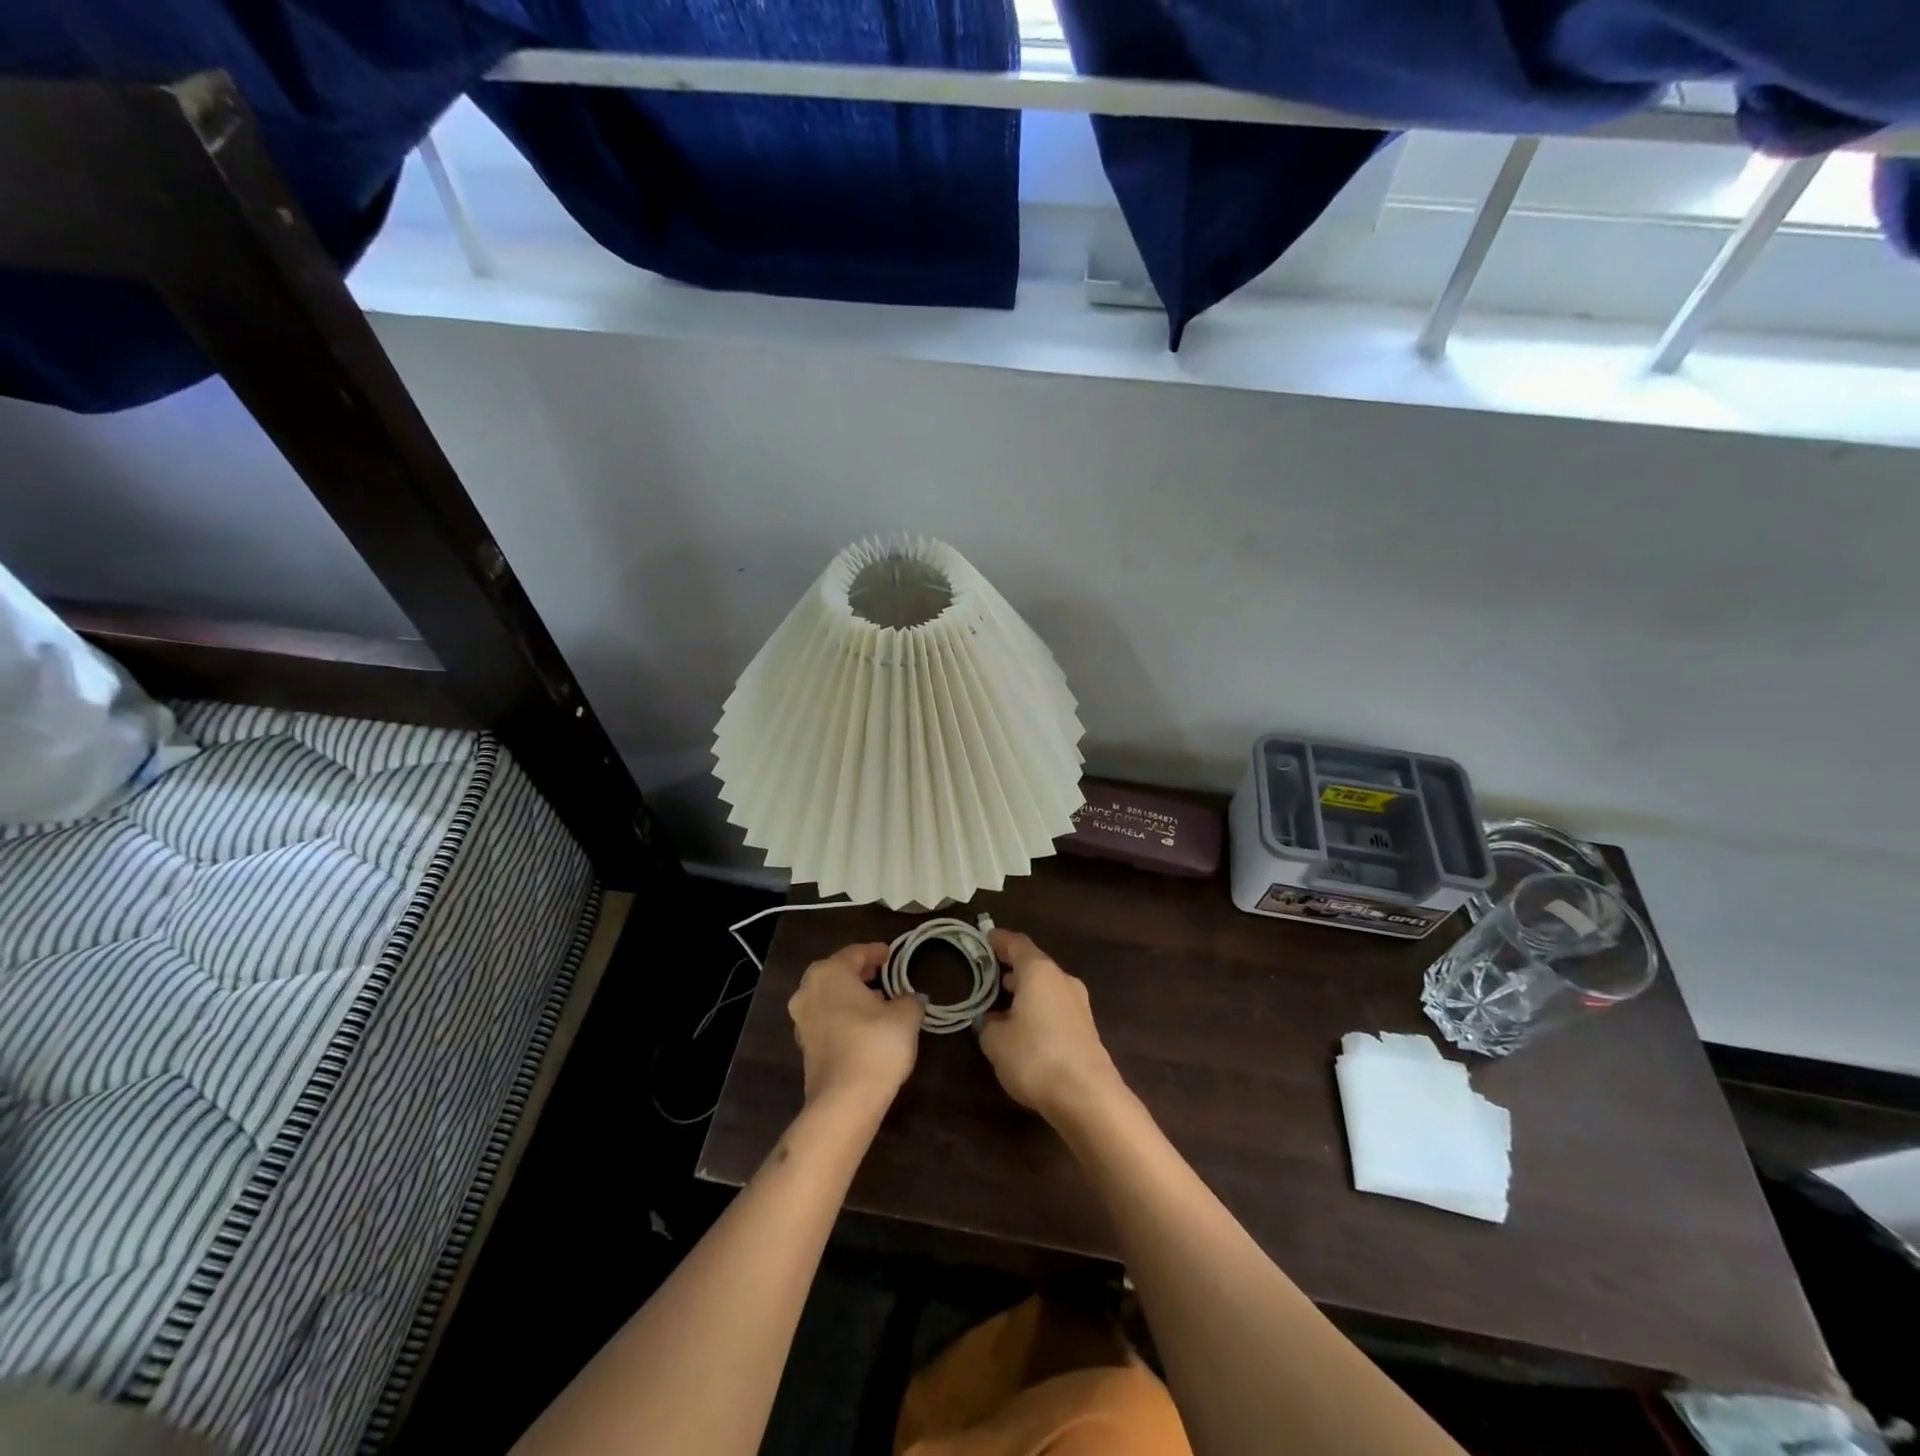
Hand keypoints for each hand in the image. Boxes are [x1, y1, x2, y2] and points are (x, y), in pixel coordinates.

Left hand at [787, 942, 923, 1110]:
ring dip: (853, 997)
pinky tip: (866, 1027)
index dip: (877, 952)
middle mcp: (808, 991)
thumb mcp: (905, 1016)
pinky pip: (827, 1020)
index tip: (893, 954)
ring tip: (881, 1002)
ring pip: (831, 997)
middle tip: (887, 975)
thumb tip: (911, 997)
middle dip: (863, 974)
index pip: (856, 953)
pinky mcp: (804, 1047)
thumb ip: (910, 999)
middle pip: (838, 973)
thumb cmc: (875, 1045)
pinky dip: (845, 1017)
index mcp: (829, 973)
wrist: (844, 1102)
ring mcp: (802, 1020)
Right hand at [977, 930, 1125, 1125]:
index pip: (1016, 943)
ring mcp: (1078, 1002)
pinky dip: (1038, 1007)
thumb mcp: (996, 1041)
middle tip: (987, 974)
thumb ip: (987, 1023)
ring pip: (1046, 985)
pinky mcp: (1085, 1026)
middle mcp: (1061, 979)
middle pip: (1033, 963)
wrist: (1087, 1096)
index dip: (998, 940)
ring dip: (1025, 989)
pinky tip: (1024, 1025)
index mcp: (1038, 971)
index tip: (983, 939)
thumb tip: (989, 1018)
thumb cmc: (1035, 1057)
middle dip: (1010, 967)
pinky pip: (1055, 1005)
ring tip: (1001, 1001)